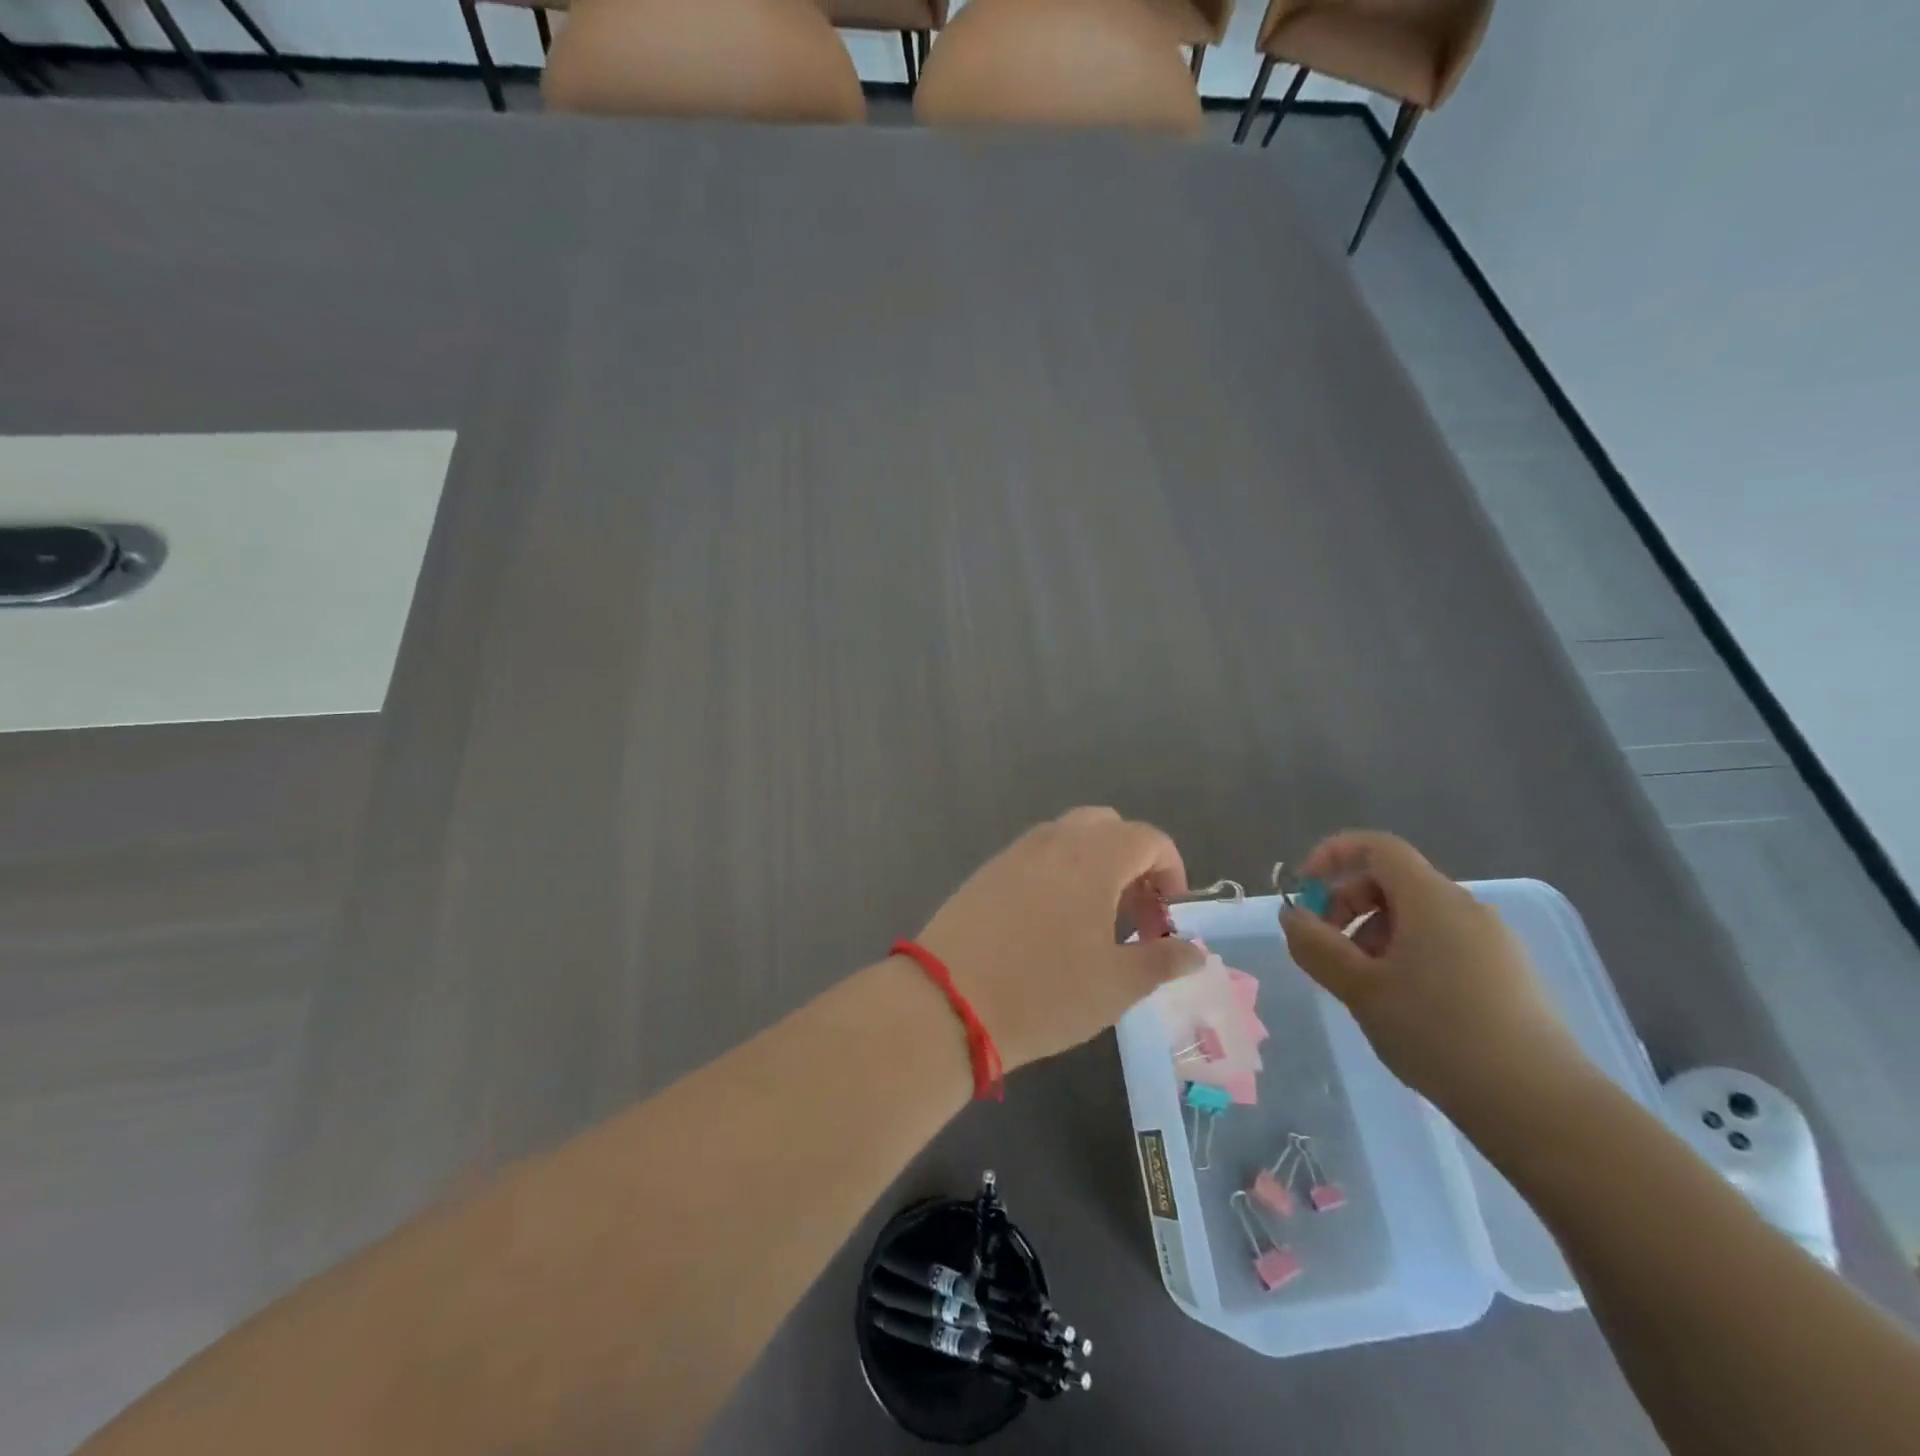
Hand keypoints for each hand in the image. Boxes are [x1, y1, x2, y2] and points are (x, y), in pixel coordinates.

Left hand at [915, 808, 1204, 1071]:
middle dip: (1132, 862)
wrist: (949, 1002)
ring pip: (1068, 838)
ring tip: (1095, 923)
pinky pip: (1036, 856)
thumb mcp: (1116, 985)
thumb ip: (1162, 960)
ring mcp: (1015, 853)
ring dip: (1094, 866)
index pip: (1149, 839)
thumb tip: (1194, 951)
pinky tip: (1051, 925)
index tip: (1168, 919)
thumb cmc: (1045, 992)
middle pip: (1107, 826)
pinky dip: (1058, 874)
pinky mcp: (987, 872)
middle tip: (1135, 914)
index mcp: (1093, 856)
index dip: (1171, 873)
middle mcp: (1054, 841)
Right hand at [1280, 831, 1592, 1121]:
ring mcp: (1492, 941)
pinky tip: (1402, 1005)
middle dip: (1347, 905)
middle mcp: (1465, 907)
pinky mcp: (1506, 974)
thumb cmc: (1439, 1033)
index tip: (1304, 892)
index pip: (1376, 847)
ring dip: (1373, 936)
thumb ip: (1316, 945)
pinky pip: (1441, 943)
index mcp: (1432, 899)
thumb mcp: (1360, 989)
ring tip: (1362, 987)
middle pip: (1392, 880)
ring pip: (1415, 916)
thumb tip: (1292, 916)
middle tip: (1326, 950)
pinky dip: (1405, 956)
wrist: (1539, 1105)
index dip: (1332, 856)